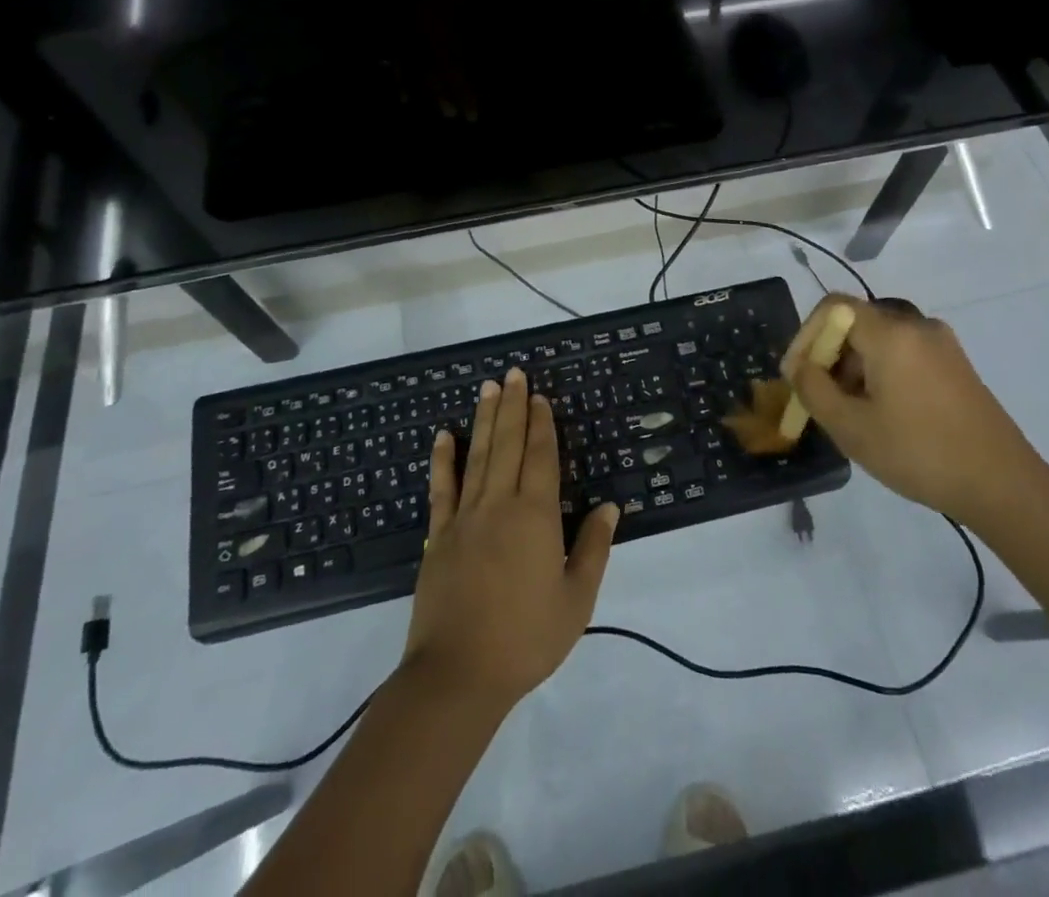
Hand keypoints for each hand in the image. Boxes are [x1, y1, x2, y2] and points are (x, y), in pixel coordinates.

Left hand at [402, 367, 619, 708]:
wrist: (458, 675)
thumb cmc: (526, 639)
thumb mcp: (576, 600)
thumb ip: (593, 549)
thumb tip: (609, 508)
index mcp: (535, 516)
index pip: (540, 456)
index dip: (541, 424)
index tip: (540, 396)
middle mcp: (498, 504)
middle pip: (507, 444)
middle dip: (513, 406)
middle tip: (514, 373)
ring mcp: (464, 517)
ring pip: (477, 455)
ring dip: (484, 419)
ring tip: (488, 387)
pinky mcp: (439, 535)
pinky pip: (441, 487)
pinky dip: (443, 459)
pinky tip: (443, 435)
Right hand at [783, 295, 1048, 528]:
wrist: (1003, 485)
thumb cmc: (919, 453)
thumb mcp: (851, 428)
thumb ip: (813, 389)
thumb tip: (798, 366)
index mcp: (891, 333)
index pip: (833, 308)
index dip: (806, 335)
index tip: (797, 374)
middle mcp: (917, 326)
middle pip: (857, 323)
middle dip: (830, 356)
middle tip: (820, 398)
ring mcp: (942, 344)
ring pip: (881, 340)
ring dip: (855, 367)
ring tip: (850, 412)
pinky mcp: (956, 364)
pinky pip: (905, 353)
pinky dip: (882, 372)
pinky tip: (883, 413)